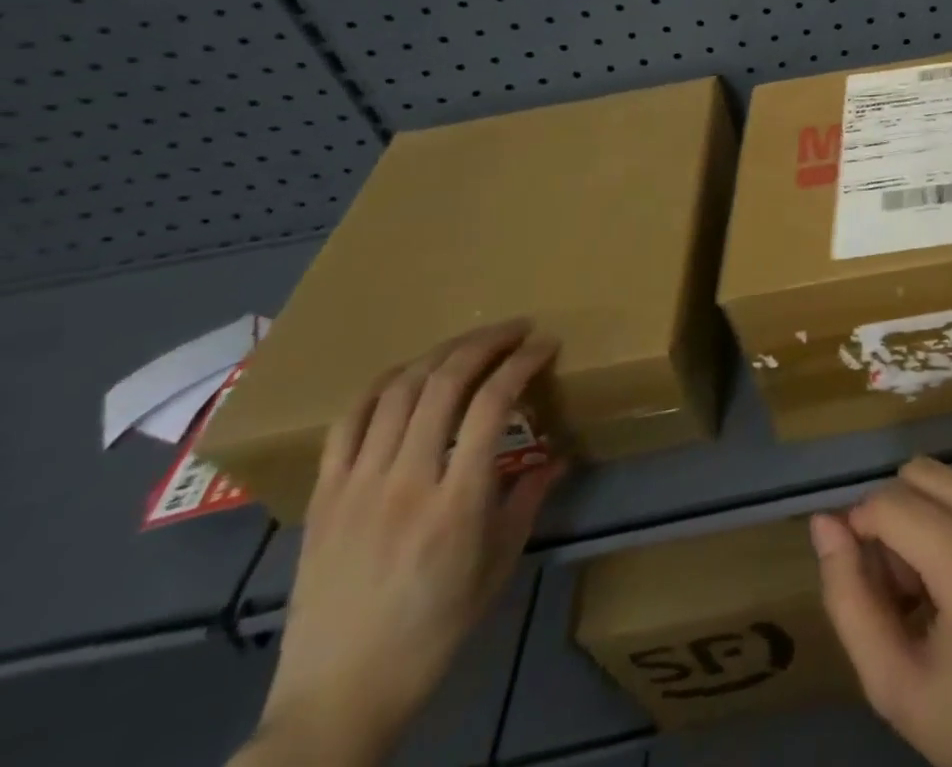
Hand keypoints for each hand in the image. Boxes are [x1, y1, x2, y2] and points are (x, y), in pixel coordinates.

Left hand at [239, 322, 564, 766]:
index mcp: (455, 503)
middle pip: (443, 383)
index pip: (492, 404)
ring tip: (470, 343)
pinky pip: (348, 423)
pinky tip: (407, 374)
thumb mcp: (499, 566)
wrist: (338, 696)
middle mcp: (404, 482)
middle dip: (485, 342)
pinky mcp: (323, 498)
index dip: (522, 363)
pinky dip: (382, 385)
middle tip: (516, 329)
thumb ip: (528, 500)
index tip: (546, 346)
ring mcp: (356, 487)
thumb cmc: (434, 630)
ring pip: (397, 391)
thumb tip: (556, 456)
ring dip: (440, 354)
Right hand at [812, 457, 951, 766]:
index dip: (863, 533)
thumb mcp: (897, 687)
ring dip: (931, 520)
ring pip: (949, 481)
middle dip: (897, 520)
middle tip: (910, 591)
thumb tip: (824, 522)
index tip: (874, 585)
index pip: (889, 502)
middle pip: (919, 474)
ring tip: (946, 591)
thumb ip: (849, 600)